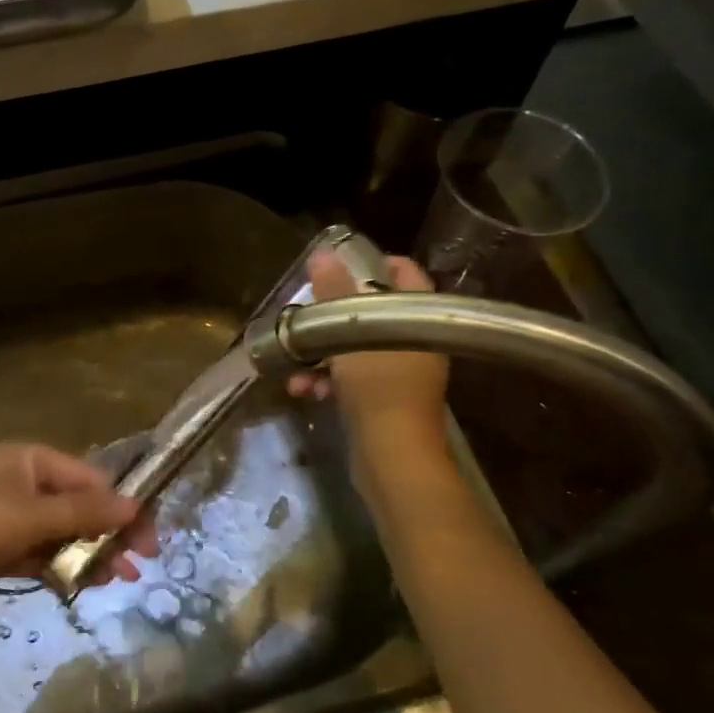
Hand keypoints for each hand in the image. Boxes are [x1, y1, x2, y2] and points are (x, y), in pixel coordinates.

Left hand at [0, 443, 155, 604]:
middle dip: (110, 533)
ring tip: (119, 579)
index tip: (147, 537)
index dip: (122, 506)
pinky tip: (87, 584)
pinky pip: (43, 554)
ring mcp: (13, 517)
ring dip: (91, 554)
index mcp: (32, 461)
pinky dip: (64, 567)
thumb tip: (135, 506)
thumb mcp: (31, 515)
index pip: (90, 480)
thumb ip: (84, 513)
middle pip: (80, 507)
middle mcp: (26, 484)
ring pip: (64, 534)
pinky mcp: (2, 548)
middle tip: (141, 563)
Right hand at [285, 250, 453, 498]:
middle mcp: (415, 341)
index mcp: (420, 319)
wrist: (392, 459)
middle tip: (304, 314)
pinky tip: (301, 391)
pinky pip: (350, 378)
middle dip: (331, 316)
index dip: (373, 263)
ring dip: (320, 354)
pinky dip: (327, 381)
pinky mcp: (382, 399)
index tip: (337, 265)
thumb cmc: (379, 388)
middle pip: (371, 312)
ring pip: (354, 347)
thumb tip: (321, 254)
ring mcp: (399, 372)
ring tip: (294, 366)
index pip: (404, 274)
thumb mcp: (351, 334)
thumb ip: (334, 293)